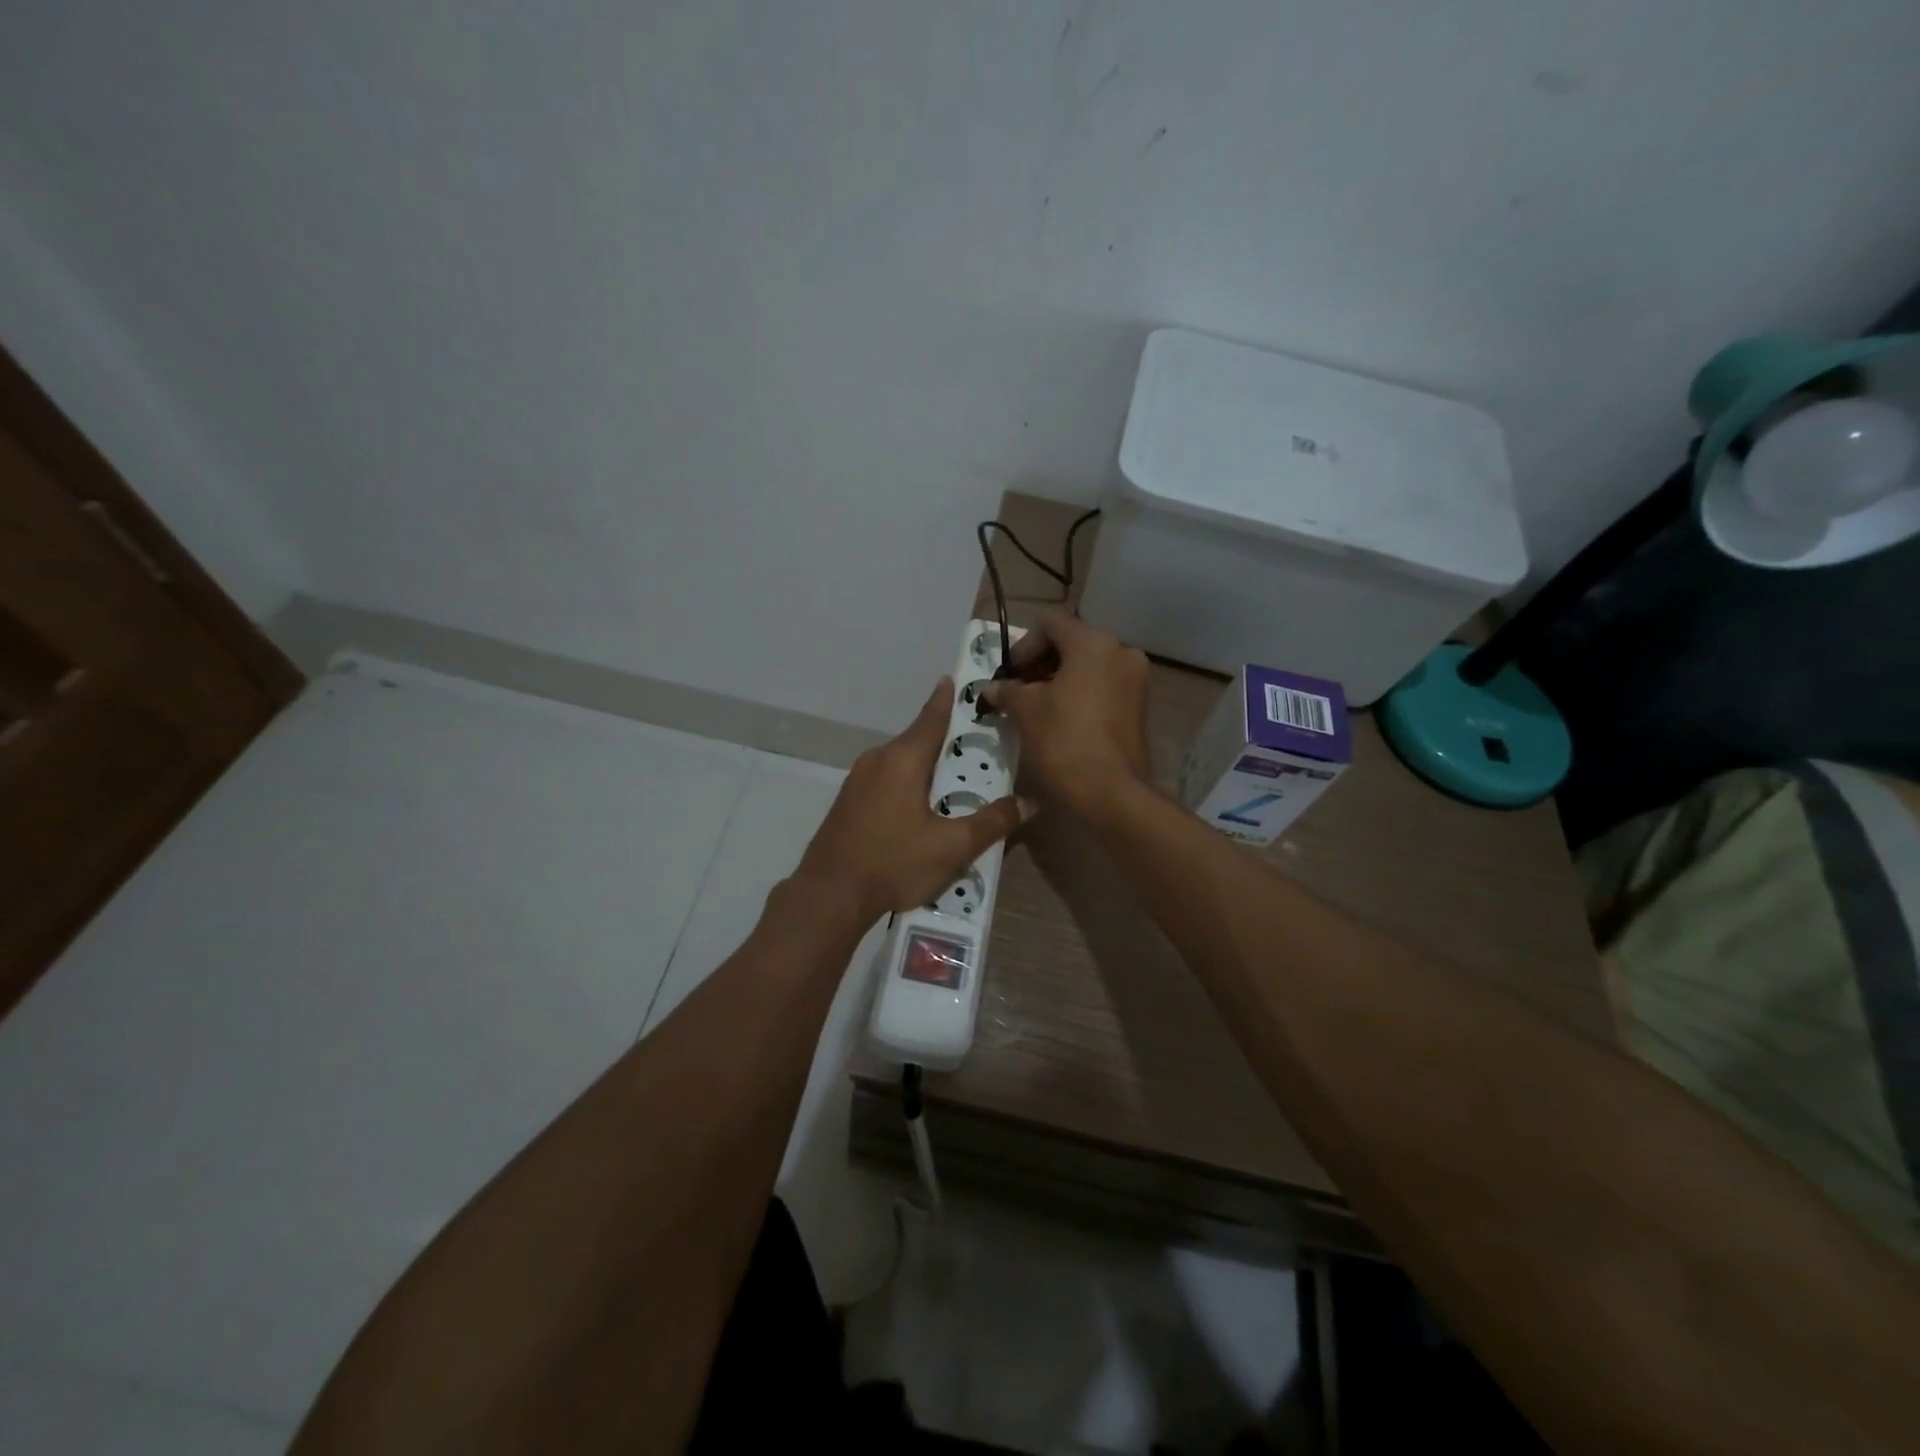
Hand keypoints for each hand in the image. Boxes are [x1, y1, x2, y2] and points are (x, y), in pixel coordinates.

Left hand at [796, 678, 1028, 919]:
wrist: (829, 894)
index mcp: (904, 759)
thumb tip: (1028, 803)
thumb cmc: (894, 862)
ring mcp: (858, 780)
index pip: (932, 716)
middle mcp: (878, 759)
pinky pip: (885, 780)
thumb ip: (992, 822)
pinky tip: (919, 808)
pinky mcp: (848, 801)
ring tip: (952, 780)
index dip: (947, 698)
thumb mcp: (952, 846)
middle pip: (917, 740)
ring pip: (900, 762)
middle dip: (944, 740)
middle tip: (974, 745)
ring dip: (925, 765)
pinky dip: (907, 783)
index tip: (954, 679)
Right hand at [981, 611, 1150, 816]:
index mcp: (1093, 643)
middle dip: (1039, 664)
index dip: (1022, 646)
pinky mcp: (1139, 705)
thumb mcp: (1026, 712)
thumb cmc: (1063, 741)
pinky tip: (1059, 719)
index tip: (1009, 675)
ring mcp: (1135, 679)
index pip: (1049, 623)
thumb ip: (1007, 691)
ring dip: (1058, 679)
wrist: (1111, 792)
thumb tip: (991, 688)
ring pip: (1088, 665)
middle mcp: (1121, 652)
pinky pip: (1102, 686)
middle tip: (1017, 691)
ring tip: (1034, 708)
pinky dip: (1079, 693)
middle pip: (1071, 642)